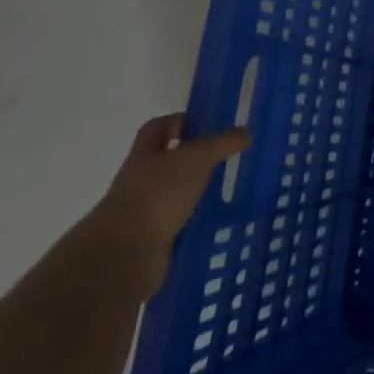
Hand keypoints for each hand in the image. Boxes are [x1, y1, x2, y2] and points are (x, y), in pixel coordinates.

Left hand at [90, 115, 248, 298]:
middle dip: (191, 156)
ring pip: (172, 190)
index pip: (158, 127)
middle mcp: (140, 178)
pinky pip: (176, 220)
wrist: (126, 252)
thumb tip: (246, 132)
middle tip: (224, 154)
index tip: (207, 122)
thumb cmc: (160, 192)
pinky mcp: (151, 237)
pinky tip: (215, 217)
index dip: (180, 121)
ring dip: (194, 188)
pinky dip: (193, 217)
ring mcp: (143, 208)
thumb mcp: (198, 158)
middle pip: (165, 159)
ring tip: (225, 187)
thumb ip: (223, 143)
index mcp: (145, 153)